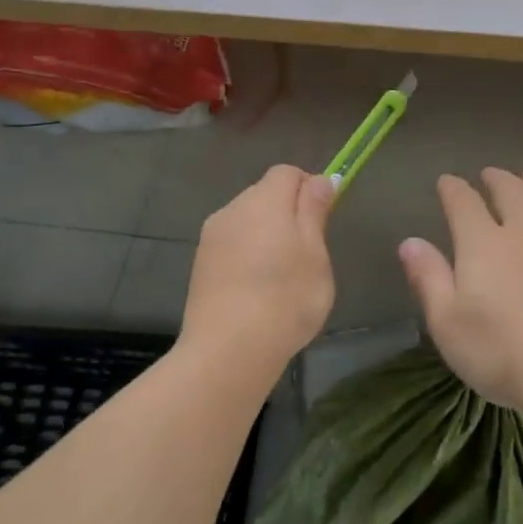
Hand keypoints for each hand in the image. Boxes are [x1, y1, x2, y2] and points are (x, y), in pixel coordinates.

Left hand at [181, 164, 335, 370]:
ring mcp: (212, 237)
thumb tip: (319, 180)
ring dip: (265, 235)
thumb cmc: (285, 299)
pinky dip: (247, 256)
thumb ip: (314, 211)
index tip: (322, 221)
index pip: (288, 173)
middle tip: (306, 254)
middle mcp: (233, 209)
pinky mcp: (200, 263)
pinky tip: (255, 290)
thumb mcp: (315, 254)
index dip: (309, 188)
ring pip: (247, 221)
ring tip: (280, 277)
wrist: (228, 350)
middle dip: (287, 213)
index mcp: (265, 201)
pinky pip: (231, 245)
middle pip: (265, 194)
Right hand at [400, 167, 522, 413]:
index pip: (464, 203)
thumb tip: (410, 242)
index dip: (453, 189)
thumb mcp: (447, 322)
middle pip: (512, 194)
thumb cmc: (501, 352)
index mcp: (484, 244)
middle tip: (490, 172)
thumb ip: (428, 278)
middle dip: (498, 179)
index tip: (446, 181)